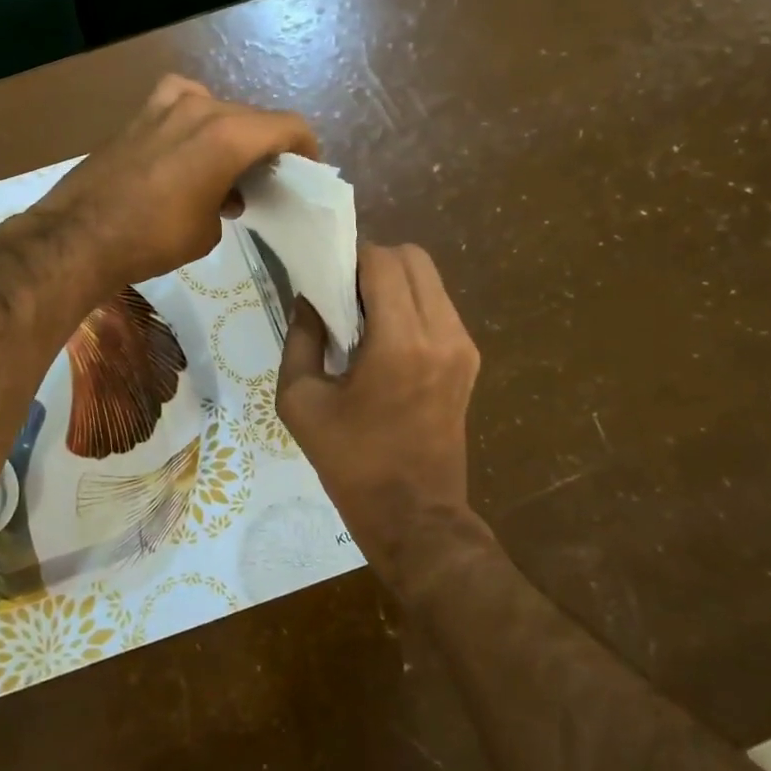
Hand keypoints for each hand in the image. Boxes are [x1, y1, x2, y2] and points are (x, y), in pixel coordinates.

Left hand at [35, 75, 317, 289]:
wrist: (80, 235)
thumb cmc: (154, 239)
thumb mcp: (208, 231)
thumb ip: (228, 202)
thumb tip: (223, 197)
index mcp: (229, 135)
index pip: (287, 127)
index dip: (305, 147)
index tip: (307, 169)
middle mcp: (202, 108)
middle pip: (252, 117)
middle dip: (267, 145)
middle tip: (267, 177)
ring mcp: (165, 105)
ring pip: (217, 108)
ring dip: (231, 133)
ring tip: (227, 166)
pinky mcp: (138, 113)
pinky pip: (181, 102)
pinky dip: (195, 118)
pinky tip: (186, 143)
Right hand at [277, 244, 482, 588]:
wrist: (414, 515)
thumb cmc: (350, 462)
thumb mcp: (301, 400)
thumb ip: (300, 338)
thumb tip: (308, 299)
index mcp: (400, 343)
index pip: (382, 262)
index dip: (350, 254)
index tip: (325, 270)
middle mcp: (441, 333)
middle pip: (413, 258)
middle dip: (374, 261)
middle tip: (343, 289)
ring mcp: (463, 346)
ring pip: (430, 279)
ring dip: (394, 281)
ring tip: (363, 313)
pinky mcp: (469, 360)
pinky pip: (439, 306)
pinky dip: (410, 303)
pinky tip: (385, 336)